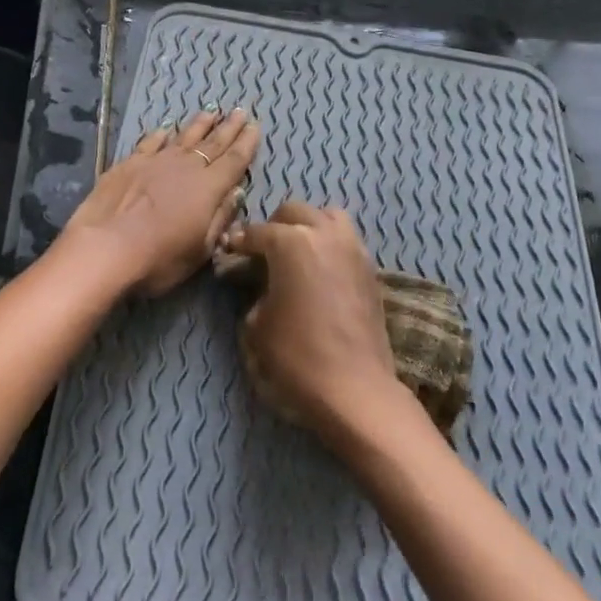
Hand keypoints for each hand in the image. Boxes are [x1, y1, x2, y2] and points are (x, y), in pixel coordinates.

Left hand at [62, 108, 260, 297]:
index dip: (246, 143)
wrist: (104, 248)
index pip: (234, 160)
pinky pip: (150, 142)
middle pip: (212, 143)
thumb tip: (236, 192)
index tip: (256, 126)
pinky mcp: (129, 164)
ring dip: (199, 124)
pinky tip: (165, 128)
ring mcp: (155, 162)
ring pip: (183, 137)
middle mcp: (185, 167)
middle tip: (240, 111)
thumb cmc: (159, 258)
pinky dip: (160, 134)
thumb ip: (220, 218)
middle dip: (228, 128)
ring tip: (211, 112)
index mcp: (209, 188)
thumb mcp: (200, 249)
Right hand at [222, 203, 403, 444]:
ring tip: (296, 253)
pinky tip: (320, 271)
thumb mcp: (257, 326)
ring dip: (308, 226)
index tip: (230, 253)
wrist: (355, 388)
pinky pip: (346, 241)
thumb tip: (263, 288)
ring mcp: (353, 249)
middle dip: (274, 226)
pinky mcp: (371, 269)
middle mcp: (325, 234)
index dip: (240, 243)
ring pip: (328, 217)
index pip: (257, 232)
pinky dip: (330, 245)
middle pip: (295, 212)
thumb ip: (256, 295)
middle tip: (262, 252)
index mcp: (292, 242)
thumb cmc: (297, 356)